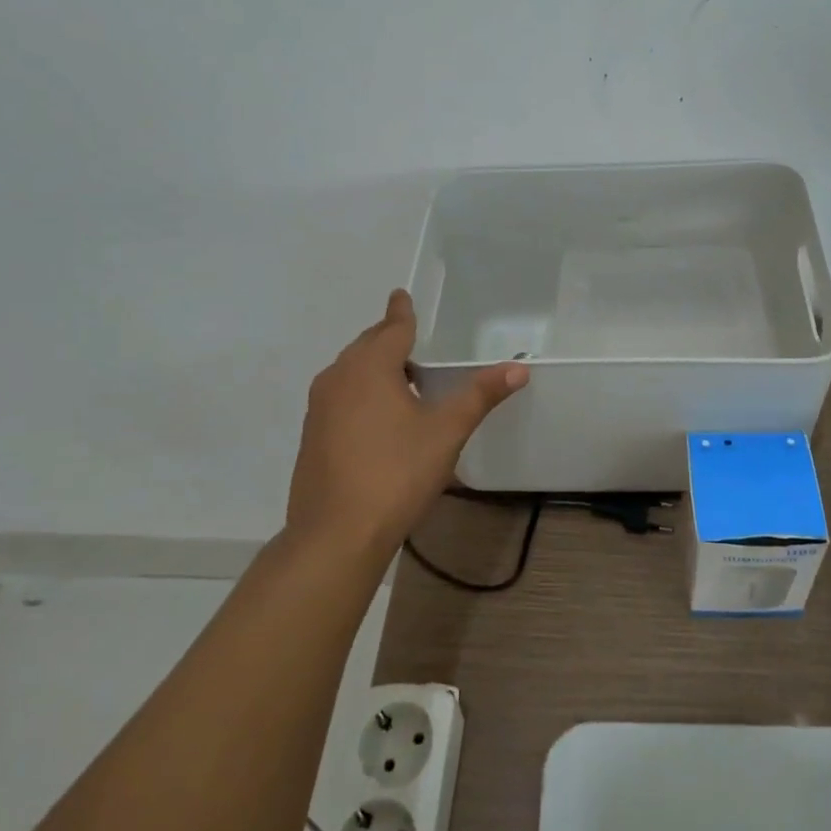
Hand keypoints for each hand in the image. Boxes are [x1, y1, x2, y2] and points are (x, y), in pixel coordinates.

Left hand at [285, 290, 528, 562]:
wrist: (336, 535)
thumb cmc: (396, 473)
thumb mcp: (446, 432)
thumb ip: (480, 396)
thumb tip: (518, 368)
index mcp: (369, 367)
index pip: (391, 328)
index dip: (401, 312)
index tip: (401, 295)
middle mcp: (338, 378)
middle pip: (367, 346)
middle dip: (388, 338)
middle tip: (411, 337)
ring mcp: (319, 408)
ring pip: (351, 373)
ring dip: (374, 367)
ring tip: (402, 377)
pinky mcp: (312, 436)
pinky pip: (341, 397)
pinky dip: (361, 393)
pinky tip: (380, 418)